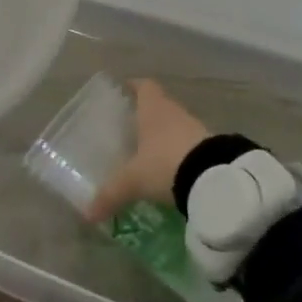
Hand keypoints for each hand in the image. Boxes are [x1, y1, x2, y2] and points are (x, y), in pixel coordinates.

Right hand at [86, 79, 209, 221]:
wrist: (215, 178)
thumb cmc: (165, 163)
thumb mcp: (134, 181)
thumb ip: (111, 194)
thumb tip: (87, 215)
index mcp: (152, 108)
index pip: (144, 86)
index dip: (135, 86)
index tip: (125, 90)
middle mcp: (174, 112)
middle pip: (160, 105)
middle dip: (147, 114)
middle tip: (131, 127)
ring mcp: (195, 128)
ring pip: (176, 124)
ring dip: (165, 134)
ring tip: (150, 150)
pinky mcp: (211, 147)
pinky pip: (190, 143)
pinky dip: (180, 151)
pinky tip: (172, 168)